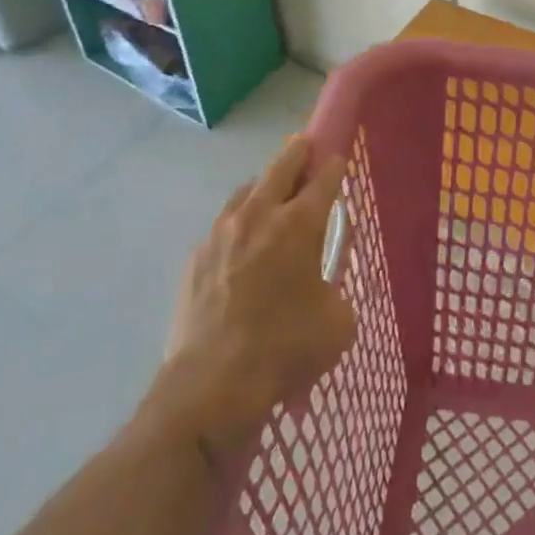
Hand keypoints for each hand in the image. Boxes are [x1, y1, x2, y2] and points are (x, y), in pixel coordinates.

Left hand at [152, 137, 355, 461]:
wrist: (210, 386)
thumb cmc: (284, 350)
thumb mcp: (337, 323)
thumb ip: (337, 291)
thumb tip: (322, 287)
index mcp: (299, 224)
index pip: (324, 177)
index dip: (335, 165)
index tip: (339, 159)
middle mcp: (259, 215)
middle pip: (282, 165)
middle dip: (299, 152)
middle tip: (307, 149)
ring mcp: (221, 232)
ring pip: (247, 190)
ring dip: (265, 187)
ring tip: (273, 198)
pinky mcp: (195, 256)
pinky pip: (223, 225)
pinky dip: (238, 225)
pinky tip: (242, 248)